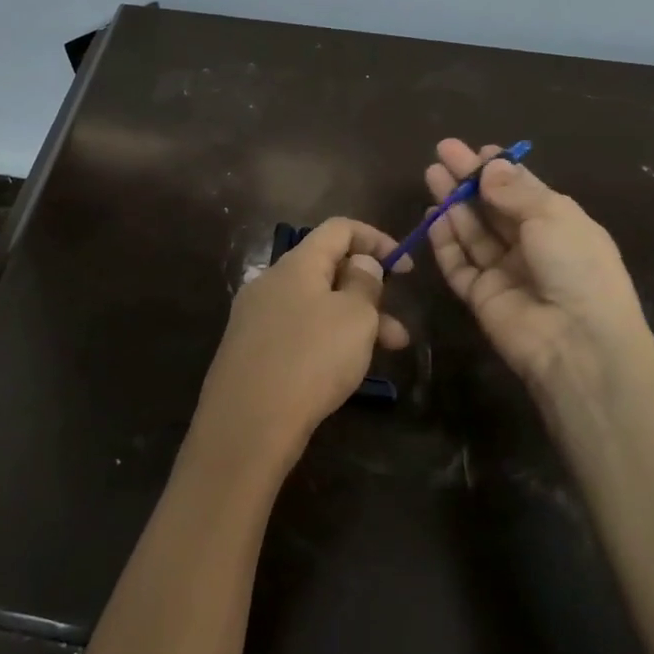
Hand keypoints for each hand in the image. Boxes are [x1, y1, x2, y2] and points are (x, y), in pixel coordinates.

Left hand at [191, 217, 409, 474]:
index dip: (376, 240)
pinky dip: (327, 340)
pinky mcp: (250, 350)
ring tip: (387, 354)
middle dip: (369, 293)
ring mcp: (256, 317)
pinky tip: (343, 370)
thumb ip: (364, 283)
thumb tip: (360, 263)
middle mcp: (271, 282)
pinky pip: (297, 332)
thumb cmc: (311, 359)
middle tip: (398, 329)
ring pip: (315, 306)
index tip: (405, 269)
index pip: (339, 229)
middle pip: (327, 270)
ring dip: (353, 323)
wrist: (247, 424)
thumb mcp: (354, 317)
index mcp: (296, 264)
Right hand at [425, 139, 646, 400]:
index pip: (524, 190)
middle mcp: (532, 246)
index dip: (500, 169)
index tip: (477, 150)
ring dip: (453, 205)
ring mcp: (505, 272)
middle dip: (469, 181)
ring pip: (473, 232)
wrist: (577, 342)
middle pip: (493, 208)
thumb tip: (490, 164)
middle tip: (442, 153)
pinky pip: (460, 264)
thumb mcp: (552, 216)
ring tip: (431, 174)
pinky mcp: (481, 297)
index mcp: (559, 223)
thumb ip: (514, 190)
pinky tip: (432, 217)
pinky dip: (445, 241)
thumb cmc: (576, 267)